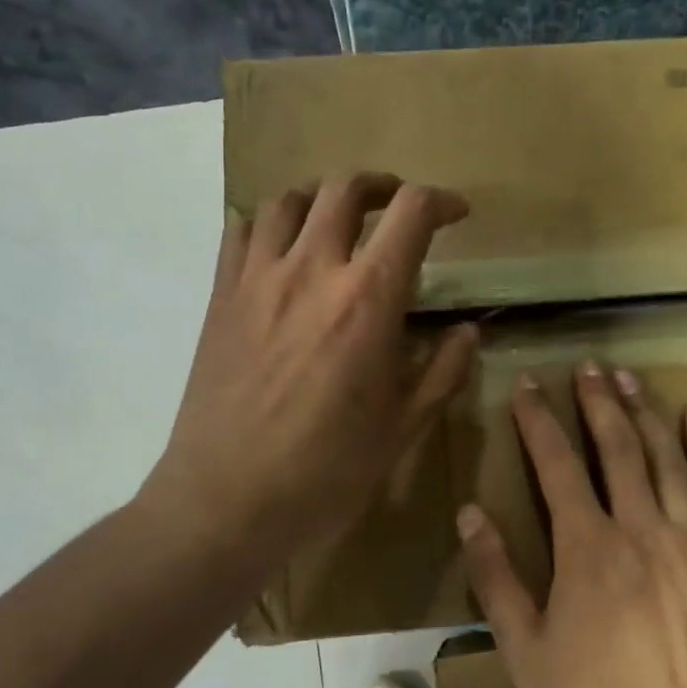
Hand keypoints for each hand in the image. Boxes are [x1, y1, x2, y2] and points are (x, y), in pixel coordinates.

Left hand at [147, 174, 477, 569]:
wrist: (227, 501)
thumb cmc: (326, 471)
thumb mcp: (402, 428)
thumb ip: (441, 372)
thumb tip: (466, 333)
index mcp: (367, 300)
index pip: (411, 214)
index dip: (441, 201)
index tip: (456, 215)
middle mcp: (311, 270)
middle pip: (345, 189)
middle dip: (381, 187)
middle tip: (397, 207)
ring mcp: (257, 279)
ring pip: (287, 200)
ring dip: (322, 198)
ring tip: (337, 220)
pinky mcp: (220, 298)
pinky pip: (239, 232)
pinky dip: (266, 223)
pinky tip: (279, 249)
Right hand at [457, 361, 686, 687]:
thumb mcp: (524, 649)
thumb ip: (495, 577)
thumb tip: (470, 513)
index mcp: (587, 548)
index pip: (557, 466)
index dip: (539, 422)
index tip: (528, 386)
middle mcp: (639, 528)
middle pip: (616, 448)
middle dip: (596, 403)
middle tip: (586, 367)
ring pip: (666, 459)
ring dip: (645, 412)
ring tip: (629, 378)